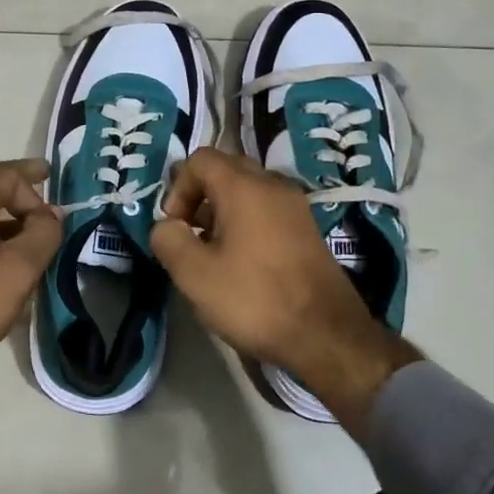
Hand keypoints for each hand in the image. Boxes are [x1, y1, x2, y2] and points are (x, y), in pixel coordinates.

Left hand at [0, 160, 61, 438]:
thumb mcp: (20, 268)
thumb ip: (43, 234)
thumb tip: (51, 215)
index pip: (2, 174)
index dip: (32, 184)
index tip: (54, 211)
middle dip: (17, 186)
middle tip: (45, 184)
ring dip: (6, 214)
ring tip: (33, 233)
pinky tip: (7, 259)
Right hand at [149, 149, 418, 436]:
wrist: (326, 335)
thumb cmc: (255, 299)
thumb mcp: (194, 275)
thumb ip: (169, 240)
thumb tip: (166, 226)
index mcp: (244, 187)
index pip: (200, 159)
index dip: (178, 187)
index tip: (175, 227)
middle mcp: (273, 185)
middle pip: (226, 169)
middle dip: (200, 196)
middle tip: (191, 235)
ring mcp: (295, 207)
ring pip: (248, 190)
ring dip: (223, 211)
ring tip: (213, 252)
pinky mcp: (307, 230)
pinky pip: (268, 210)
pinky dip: (247, 223)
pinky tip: (242, 262)